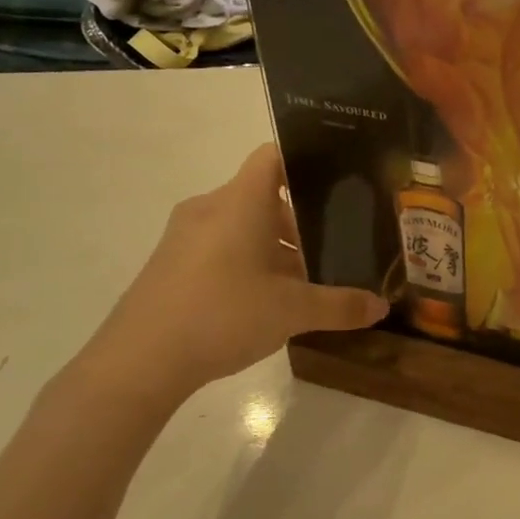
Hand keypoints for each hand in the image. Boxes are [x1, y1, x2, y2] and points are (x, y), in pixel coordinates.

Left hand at [75, 144, 388, 408]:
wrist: (138, 362)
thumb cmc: (223, 315)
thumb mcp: (293, 311)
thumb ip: (341, 305)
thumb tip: (381, 305)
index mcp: (240, 202)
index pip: (274, 156)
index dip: (307, 160)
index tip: (340, 180)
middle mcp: (210, 208)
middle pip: (264, 196)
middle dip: (303, 218)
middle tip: (340, 240)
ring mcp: (185, 236)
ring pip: (243, 225)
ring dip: (277, 245)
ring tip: (311, 276)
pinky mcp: (171, 264)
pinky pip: (221, 246)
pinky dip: (250, 261)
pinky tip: (270, 299)